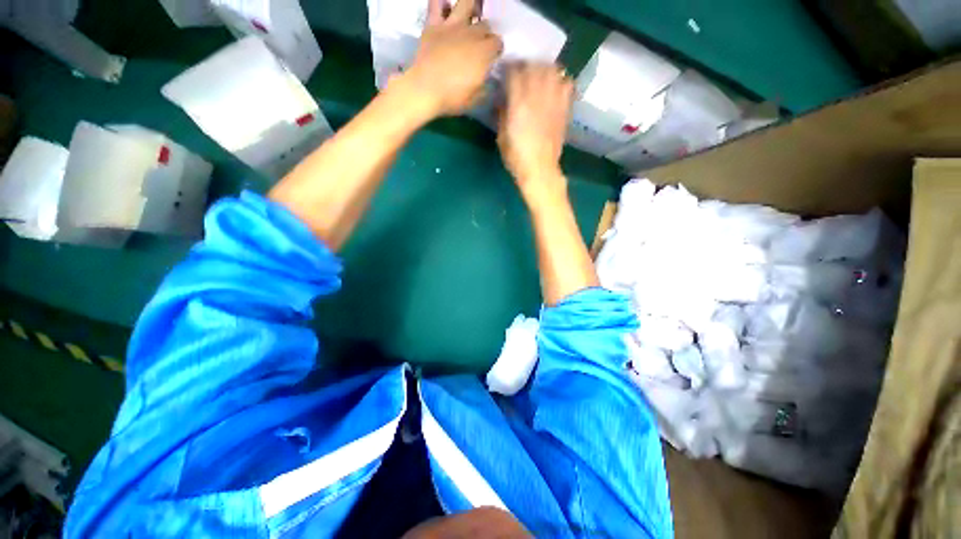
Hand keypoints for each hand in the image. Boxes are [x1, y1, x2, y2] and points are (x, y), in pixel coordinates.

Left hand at [401, 0, 502, 117]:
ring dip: (470, 8)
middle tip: (480, 45)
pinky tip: (444, 10)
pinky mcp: (434, 25)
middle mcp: (472, 34)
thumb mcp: (476, 98)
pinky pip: (436, 4)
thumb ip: (484, 85)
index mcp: (484, 53)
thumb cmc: (453, 97)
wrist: (425, 89)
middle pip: (485, 24)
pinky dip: (441, 4)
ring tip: (469, 18)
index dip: (496, 50)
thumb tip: (487, 80)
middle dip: (486, 33)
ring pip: (467, 3)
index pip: (498, 43)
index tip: (492, 59)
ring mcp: (452, 26)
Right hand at [498, 63, 573, 204]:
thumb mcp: (502, 137)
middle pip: (535, 66)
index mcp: (519, 104)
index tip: (506, 71)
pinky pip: (567, 85)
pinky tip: (556, 85)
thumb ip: (502, 114)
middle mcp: (537, 97)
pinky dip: (562, 80)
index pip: (515, 73)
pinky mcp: (564, 109)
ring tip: (539, 73)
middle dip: (527, 64)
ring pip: (553, 71)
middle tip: (522, 69)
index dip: (509, 68)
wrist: (540, 169)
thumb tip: (503, 99)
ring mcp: (554, 102)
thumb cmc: (516, 157)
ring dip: (545, 68)